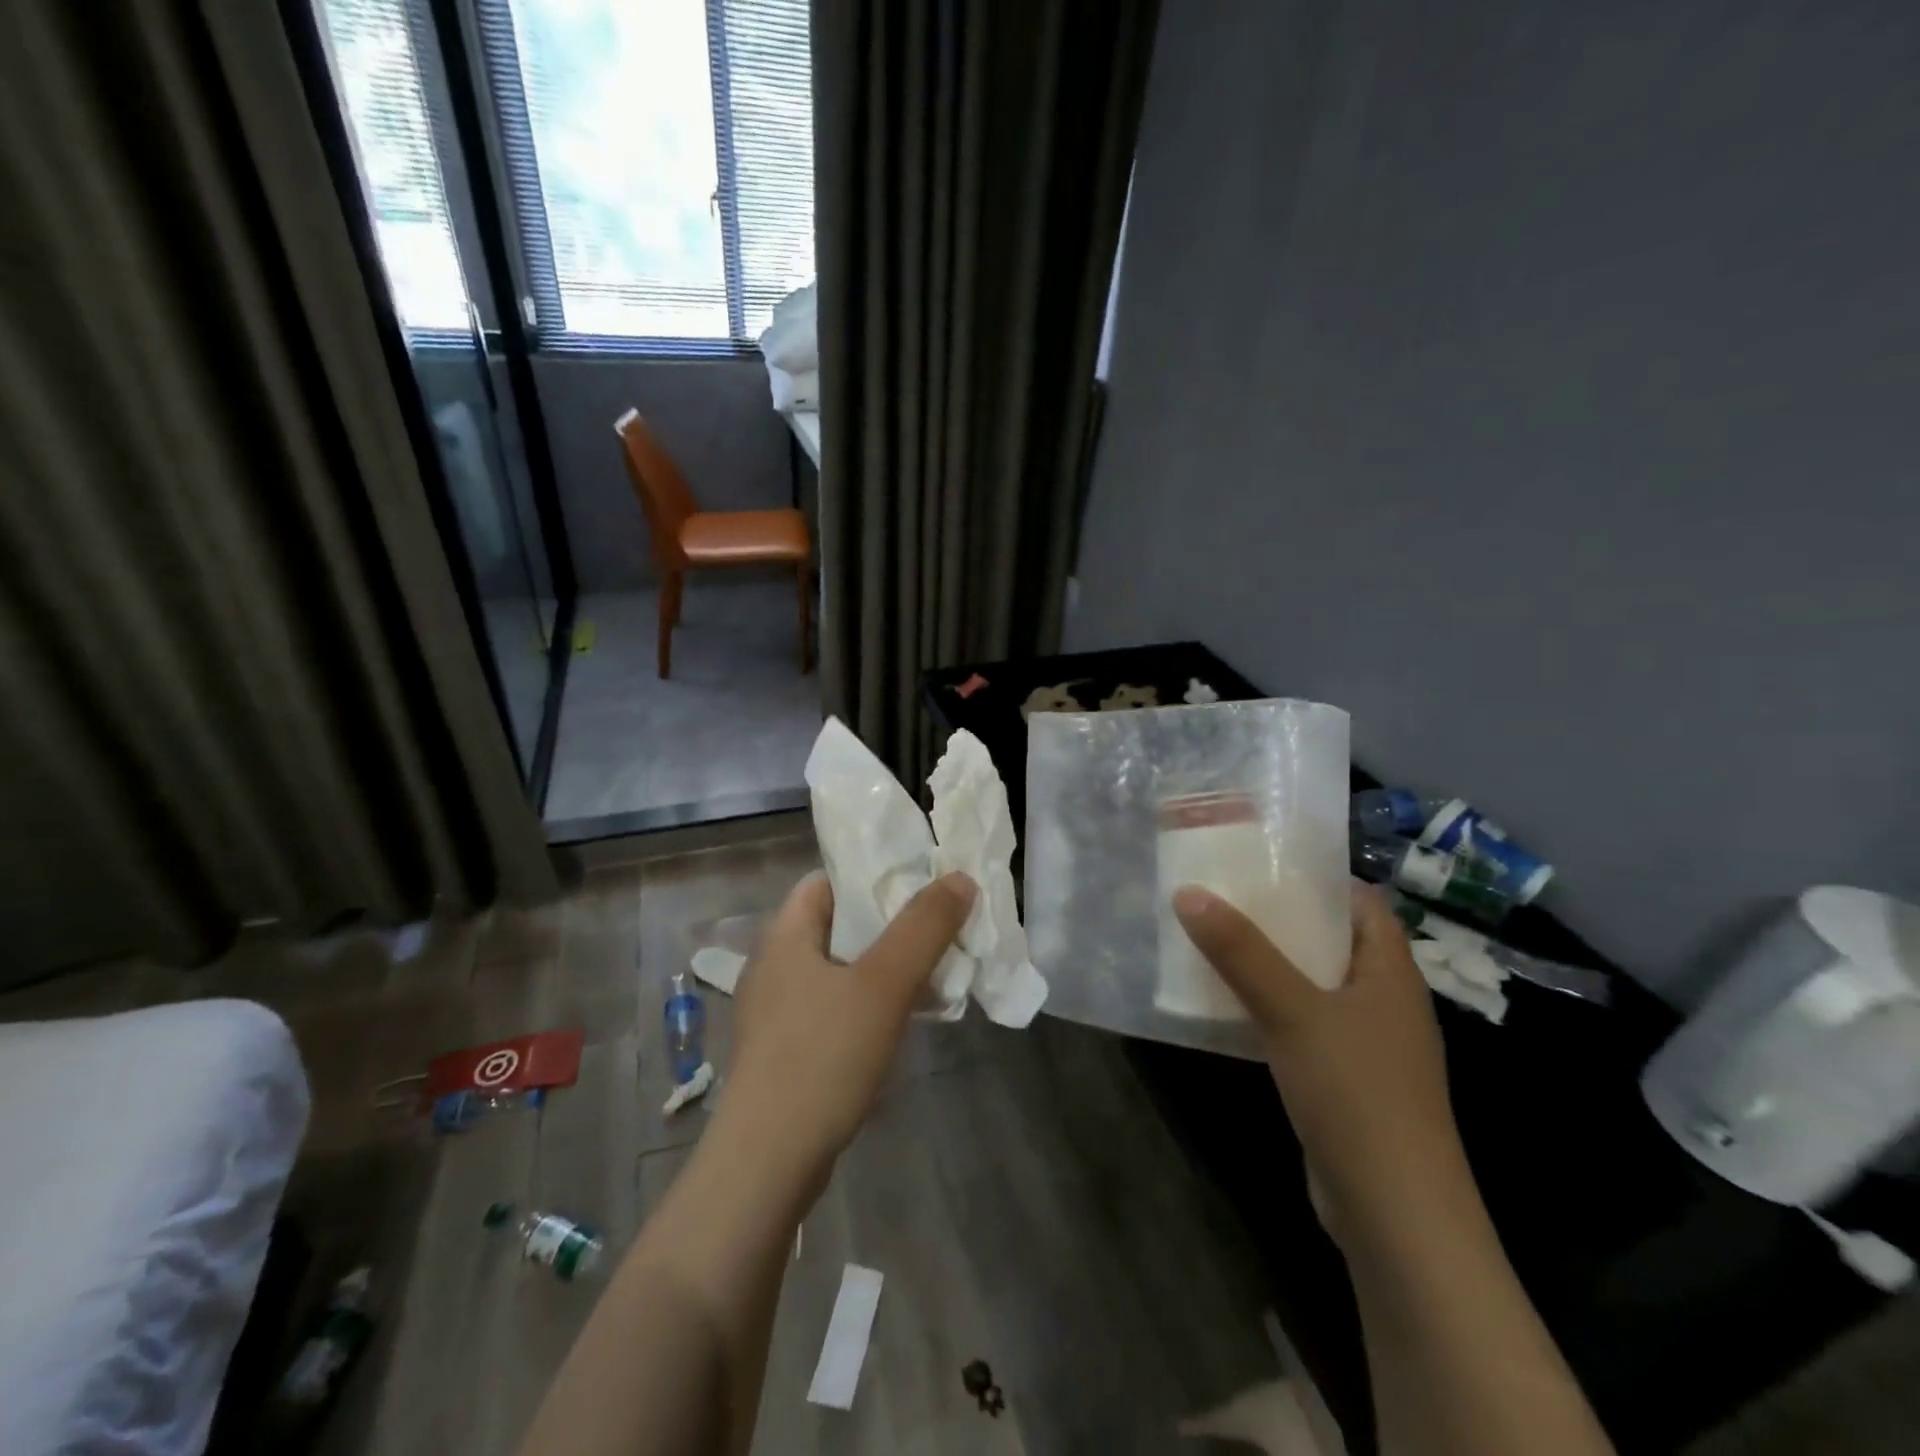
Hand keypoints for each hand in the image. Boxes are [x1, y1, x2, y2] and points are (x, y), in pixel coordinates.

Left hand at [714, 870, 977, 1190]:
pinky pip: (836, 1008)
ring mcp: (778, 1012)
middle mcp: (775, 965)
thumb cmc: (822, 1056)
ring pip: (842, 969)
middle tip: (939, 927)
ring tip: (934, 971)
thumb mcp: (883, 984)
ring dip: (885, 966)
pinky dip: (870, 1003)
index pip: (827, 880)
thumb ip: (924, 927)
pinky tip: (903, 1020)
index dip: (872, 875)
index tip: (921, 881)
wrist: (767, 1163)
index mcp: (785, 936)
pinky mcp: (788, 1051)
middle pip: (839, 924)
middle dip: (890, 924)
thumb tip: (960, 878)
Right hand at [1173, 881, 1472, 1247]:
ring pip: (1313, 984)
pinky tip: (1228, 1006)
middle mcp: (1384, 1000)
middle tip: (1224, 895)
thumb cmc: (1356, 1093)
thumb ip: (1241, 952)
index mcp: (1390, 971)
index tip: (1262, 860)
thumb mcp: (1293, 1012)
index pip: (1362, 901)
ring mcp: (1367, 1044)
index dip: (1318, 876)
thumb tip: (1188, 892)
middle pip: (1332, 939)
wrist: (1395, 1213)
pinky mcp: (1345, 1079)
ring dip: (1270, 963)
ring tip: (1215, 939)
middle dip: (1281, 917)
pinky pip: (1304, 1024)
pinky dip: (1270, 1007)